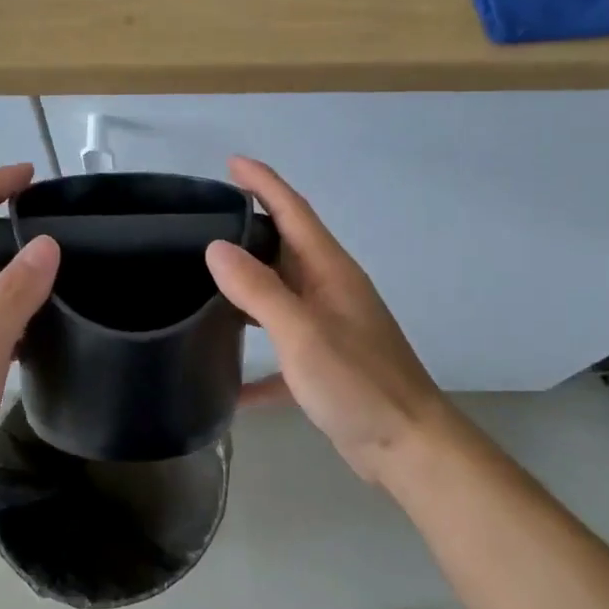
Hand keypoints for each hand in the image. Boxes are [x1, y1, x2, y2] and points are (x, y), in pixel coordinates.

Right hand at [205, 157, 451, 488]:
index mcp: (330, 272)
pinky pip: (281, 353)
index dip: (264, 184)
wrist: (406, 445)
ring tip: (203, 281)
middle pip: (286, 248)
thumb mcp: (302, 332)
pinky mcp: (324, 365)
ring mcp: (328, 328)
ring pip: (280, 295)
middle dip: (250, 228)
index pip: (293, 212)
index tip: (232, 163)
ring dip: (248, 285)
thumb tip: (216, 248)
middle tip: (203, 222)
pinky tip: (226, 379)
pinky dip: (255, 361)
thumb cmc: (357, 382)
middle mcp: (330, 291)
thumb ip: (259, 289)